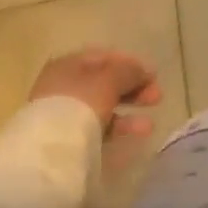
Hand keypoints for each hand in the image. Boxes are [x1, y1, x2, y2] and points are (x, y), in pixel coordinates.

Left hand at [31, 48, 163, 139]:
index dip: (131, 63)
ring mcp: (63, 112)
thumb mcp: (110, 79)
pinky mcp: (66, 138)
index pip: (105, 57)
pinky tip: (134, 134)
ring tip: (149, 125)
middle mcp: (64, 85)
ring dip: (128, 111)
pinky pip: (96, 127)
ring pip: (102, 106)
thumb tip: (143, 70)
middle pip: (105, 82)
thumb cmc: (81, 102)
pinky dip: (116, 128)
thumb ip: (129, 70)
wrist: (50, 151)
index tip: (152, 75)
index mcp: (69, 63)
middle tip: (157, 97)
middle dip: (133, 88)